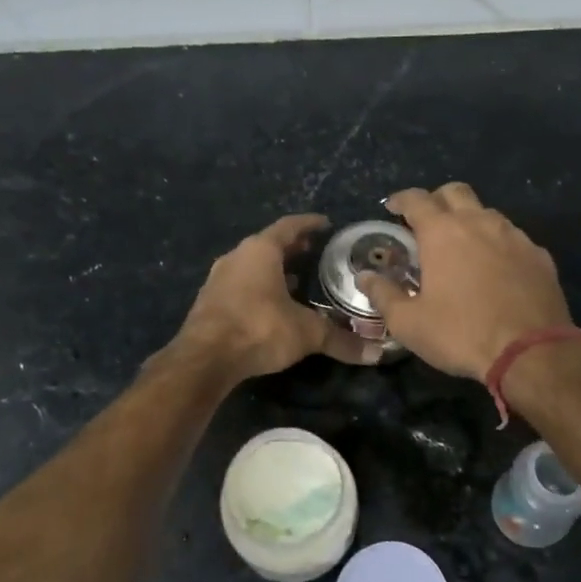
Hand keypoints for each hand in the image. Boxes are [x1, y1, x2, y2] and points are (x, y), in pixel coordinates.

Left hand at [174, 214, 378, 380]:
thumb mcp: (306, 333)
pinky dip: (258, 287)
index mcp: (260, 250)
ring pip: (252, 265)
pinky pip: (240, 285)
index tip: (326, 223)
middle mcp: (237, 257)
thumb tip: (375, 354)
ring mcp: (219, 279)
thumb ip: (340, 340)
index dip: (309, 224)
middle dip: (292, 248)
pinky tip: (271, 305)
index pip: (289, 226)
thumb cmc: (259, 329)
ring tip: (296, 278)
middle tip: (314, 251)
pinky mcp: (209, 301)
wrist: (205, 358)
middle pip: (268, 245)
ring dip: (273, 269)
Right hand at [358, 183, 572, 380]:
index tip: (393, 208)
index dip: (401, 200)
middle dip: (437, 200)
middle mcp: (479, 223)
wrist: (531, 352)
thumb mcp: (409, 323)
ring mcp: (514, 236)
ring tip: (462, 247)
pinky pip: (513, 238)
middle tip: (427, 222)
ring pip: (487, 213)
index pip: (417, 200)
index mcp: (443, 233)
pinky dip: (498, 245)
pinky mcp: (539, 255)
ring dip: (470, 221)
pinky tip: (495, 269)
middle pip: (455, 192)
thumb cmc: (461, 334)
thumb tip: (365, 276)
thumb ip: (383, 295)